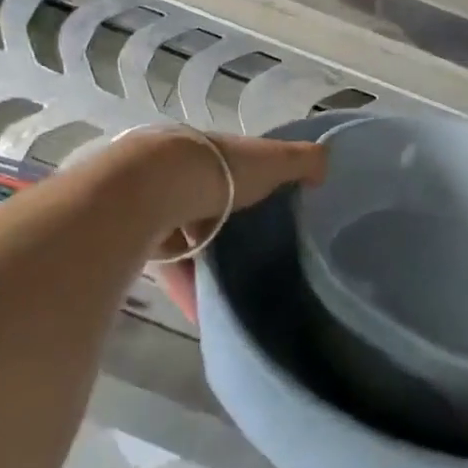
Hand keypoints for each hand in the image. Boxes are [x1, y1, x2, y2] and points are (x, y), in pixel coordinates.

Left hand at [133, 131, 327, 324]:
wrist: (151, 188)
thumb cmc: (220, 170)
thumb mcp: (272, 160)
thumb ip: (302, 160)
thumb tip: (326, 164)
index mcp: (215, 154)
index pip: (237, 167)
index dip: (254, 183)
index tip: (273, 209)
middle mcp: (185, 175)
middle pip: (210, 202)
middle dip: (228, 227)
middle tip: (255, 255)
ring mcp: (159, 206)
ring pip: (187, 237)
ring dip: (205, 262)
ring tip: (233, 291)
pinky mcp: (141, 240)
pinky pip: (169, 269)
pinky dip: (187, 290)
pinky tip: (205, 313)